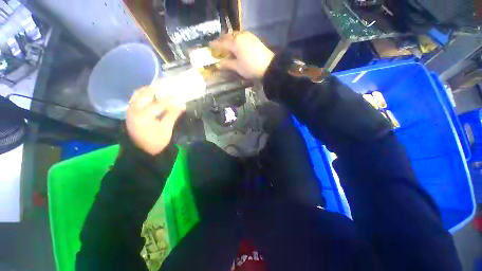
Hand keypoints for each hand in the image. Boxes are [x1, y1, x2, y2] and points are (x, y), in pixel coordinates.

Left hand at [126, 85, 184, 155]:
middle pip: (145, 94)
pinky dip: (144, 95)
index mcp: (143, 116)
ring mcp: (130, 110)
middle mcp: (134, 110)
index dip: (171, 100)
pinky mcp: (130, 112)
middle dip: (157, 89)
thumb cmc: (155, 142)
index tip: (179, 97)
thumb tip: (182, 105)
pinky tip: (152, 95)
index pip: (159, 103)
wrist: (141, 151)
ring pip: (138, 94)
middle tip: (168, 87)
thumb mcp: (166, 129)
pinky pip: (136, 99)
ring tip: (160, 89)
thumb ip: (173, 115)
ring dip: (149, 90)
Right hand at [210, 32, 273, 78]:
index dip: (215, 45)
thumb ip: (227, 64)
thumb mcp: (237, 67)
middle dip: (221, 41)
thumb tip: (217, 64)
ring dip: (229, 39)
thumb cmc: (251, 67)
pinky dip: (236, 39)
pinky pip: (241, 36)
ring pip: (234, 35)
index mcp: (234, 43)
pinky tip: (236, 45)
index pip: (221, 43)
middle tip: (217, 47)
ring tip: (226, 46)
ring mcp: (247, 35)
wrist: (269, 66)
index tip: (209, 47)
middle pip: (228, 36)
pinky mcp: (253, 38)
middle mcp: (240, 36)